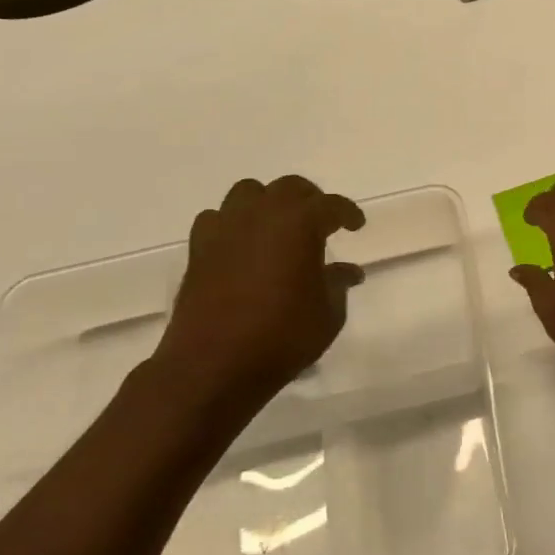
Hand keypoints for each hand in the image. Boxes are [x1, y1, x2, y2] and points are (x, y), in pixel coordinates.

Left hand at [153, 175, 365, 411]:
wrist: (214, 366)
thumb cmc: (282, 337)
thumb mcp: (328, 314)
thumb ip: (338, 284)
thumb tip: (347, 271)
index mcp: (299, 224)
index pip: (330, 205)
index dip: (348, 213)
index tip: (356, 225)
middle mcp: (261, 215)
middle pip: (288, 188)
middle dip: (310, 200)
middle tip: (322, 222)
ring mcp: (225, 230)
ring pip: (248, 193)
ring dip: (268, 204)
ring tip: (280, 227)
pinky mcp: (198, 250)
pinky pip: (218, 219)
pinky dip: (234, 224)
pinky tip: (243, 246)